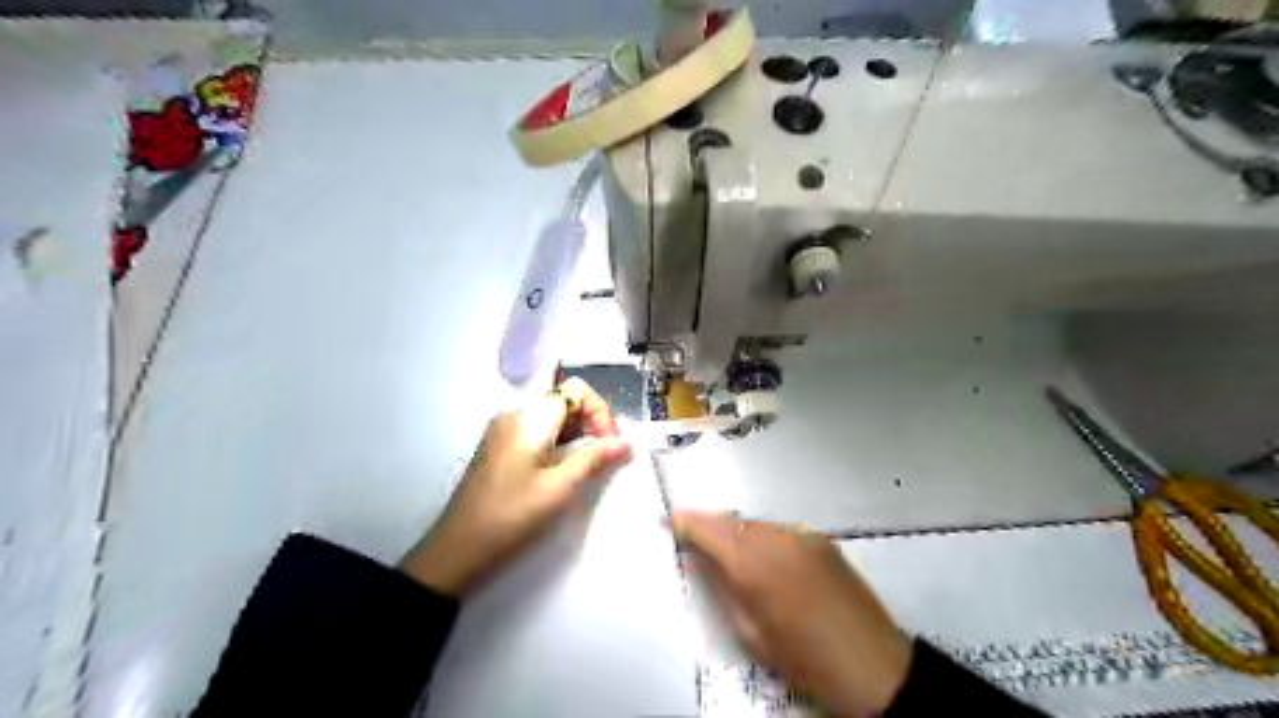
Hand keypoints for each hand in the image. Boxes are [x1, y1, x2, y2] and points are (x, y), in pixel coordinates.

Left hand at [400, 380, 629, 597]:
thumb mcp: (560, 489)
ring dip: (575, 432)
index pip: (576, 390)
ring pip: (550, 415)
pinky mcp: (498, 446)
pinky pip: (535, 430)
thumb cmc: (513, 516)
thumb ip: (594, 459)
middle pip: (563, 399)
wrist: (458, 548)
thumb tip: (627, 443)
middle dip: (590, 421)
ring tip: (587, 464)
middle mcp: (514, 414)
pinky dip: (557, 441)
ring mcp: (502, 429)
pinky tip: (562, 468)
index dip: (600, 412)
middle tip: (604, 456)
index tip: (610, 444)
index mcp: (529, 418)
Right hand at [674, 510, 914, 717]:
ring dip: (736, 532)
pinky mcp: (822, 540)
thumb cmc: (803, 659)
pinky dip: (762, 536)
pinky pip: (779, 530)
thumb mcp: (750, 631)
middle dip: (709, 526)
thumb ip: (719, 587)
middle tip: (691, 536)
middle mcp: (777, 539)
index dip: (685, 522)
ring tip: (727, 551)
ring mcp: (802, 536)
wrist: (873, 666)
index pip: (708, 529)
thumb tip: (696, 558)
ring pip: (755, 524)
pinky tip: (763, 557)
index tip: (666, 520)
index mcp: (754, 564)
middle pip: (731, 521)